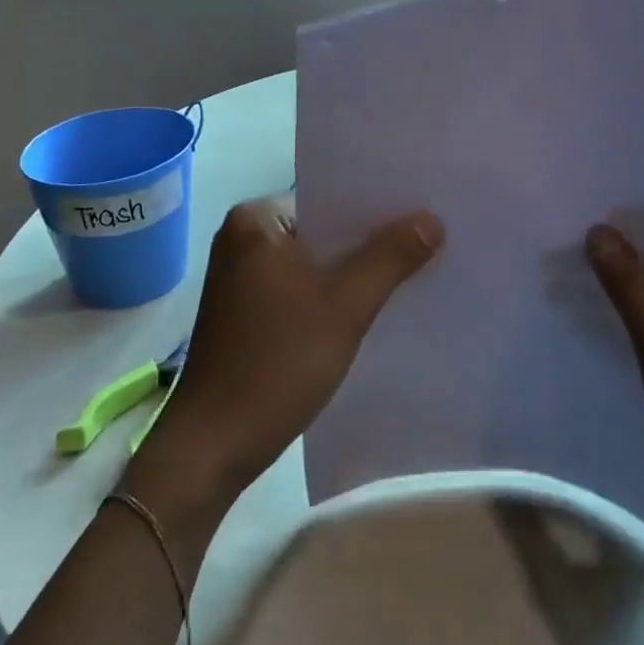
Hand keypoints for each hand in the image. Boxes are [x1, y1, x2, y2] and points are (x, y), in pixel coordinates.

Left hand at [136, 194, 444, 507]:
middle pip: (323, 227)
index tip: (424, 208)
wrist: (211, 448)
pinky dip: (332, 293)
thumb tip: (432, 218)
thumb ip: (390, 258)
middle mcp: (243, 236)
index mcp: (256, 219)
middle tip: (429, 238)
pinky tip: (370, 304)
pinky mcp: (246, 308)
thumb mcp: (344, 308)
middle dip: (370, 239)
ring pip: (314, 259)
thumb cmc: (275, 365)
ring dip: (353, 269)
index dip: (378, 205)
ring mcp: (242, 274)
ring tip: (410, 268)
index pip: (329, 196)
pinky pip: (301, 285)